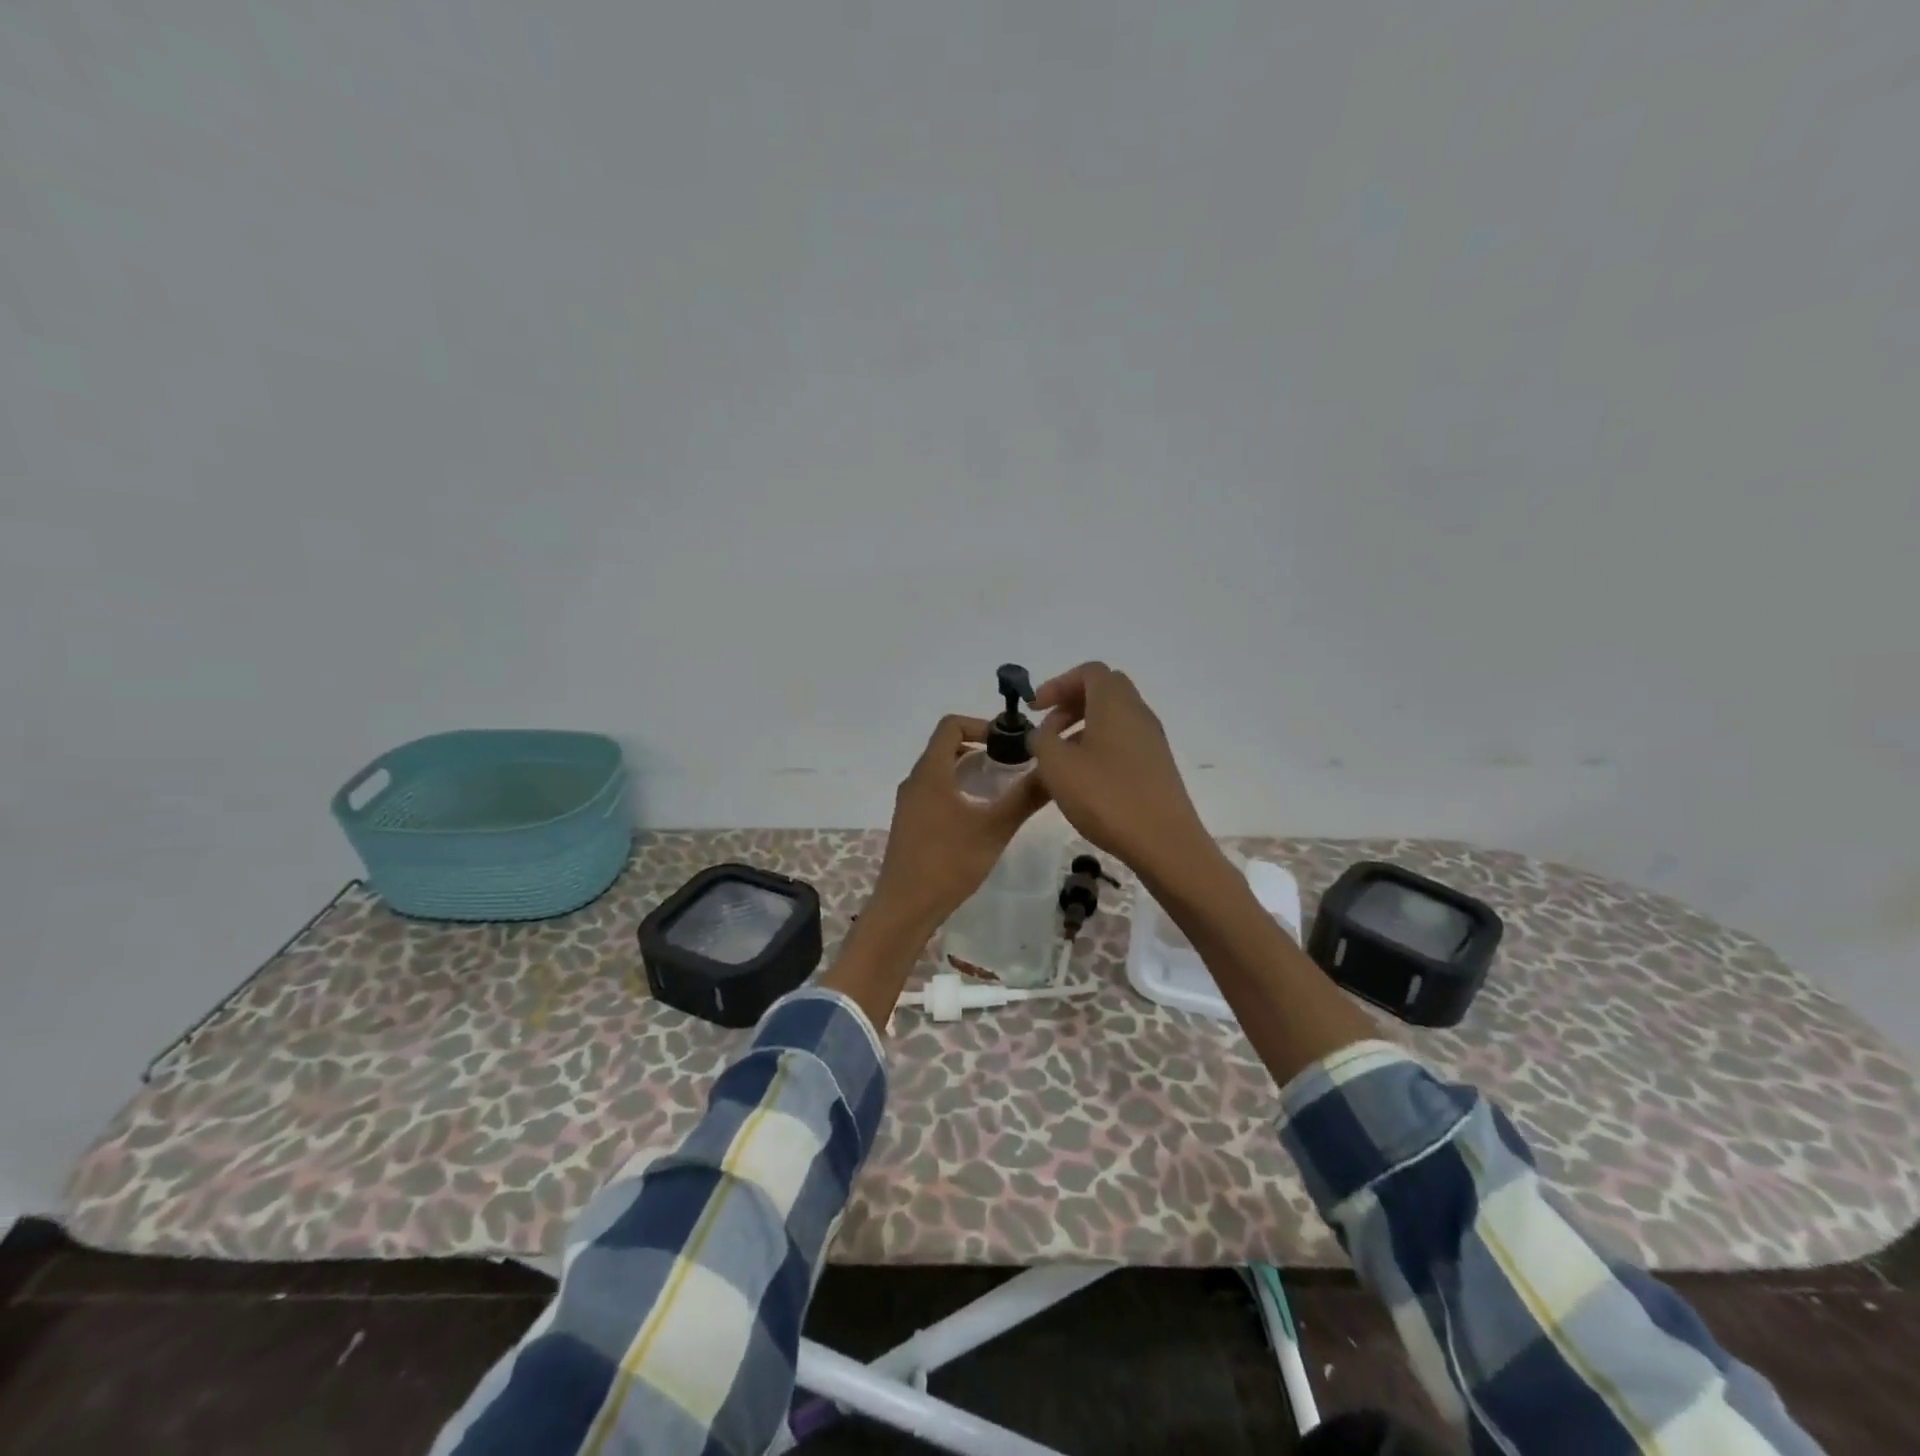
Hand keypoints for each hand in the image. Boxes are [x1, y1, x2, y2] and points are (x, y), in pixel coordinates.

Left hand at [866, 714, 1050, 933]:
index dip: (981, 725)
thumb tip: (1053, 771)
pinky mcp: (910, 823)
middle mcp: (915, 781)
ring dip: (970, 771)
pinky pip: (935, 792)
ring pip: (941, 771)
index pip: (950, 725)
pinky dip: (959, 790)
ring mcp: (910, 804)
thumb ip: (1024, 798)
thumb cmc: (948, 863)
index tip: (1009, 743)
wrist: (904, 908)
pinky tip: (980, 814)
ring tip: (1002, 788)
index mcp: (930, 773)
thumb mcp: (994, 829)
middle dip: (981, 748)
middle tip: (1013, 764)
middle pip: (947, 747)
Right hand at [1028, 662, 1211, 879]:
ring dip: (1083, 728)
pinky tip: (1085, 779)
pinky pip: (1124, 741)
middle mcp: (1138, 713)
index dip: (1058, 684)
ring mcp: (1152, 740)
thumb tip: (1045, 734)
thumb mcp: (1057, 766)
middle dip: (1071, 703)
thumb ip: (1042, 740)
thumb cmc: (1106, 796)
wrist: (1164, 842)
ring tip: (1060, 759)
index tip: (1036, 709)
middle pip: (1104, 691)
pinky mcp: (1157, 766)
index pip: (1089, 672)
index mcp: (1115, 703)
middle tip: (1048, 730)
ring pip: (1114, 717)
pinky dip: (1099, 746)